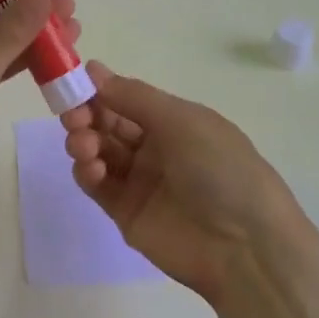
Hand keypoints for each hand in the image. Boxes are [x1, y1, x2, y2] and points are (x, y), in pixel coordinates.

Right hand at [61, 62, 306, 303]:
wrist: (244, 247)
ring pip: (98, 152)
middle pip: (108, 124)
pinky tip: (91, 169)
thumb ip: (133, 97)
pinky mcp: (126, 213)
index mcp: (174, 121)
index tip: (74, 82)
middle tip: (74, 117)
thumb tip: (93, 70)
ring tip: (84, 146)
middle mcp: (156, 148)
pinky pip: (98, 185)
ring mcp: (140, 181)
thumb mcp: (182, 121)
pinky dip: (87, 172)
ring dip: (84, 141)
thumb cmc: (220, 170)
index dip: (100, 90)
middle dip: (86, 115)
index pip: (127, 99)